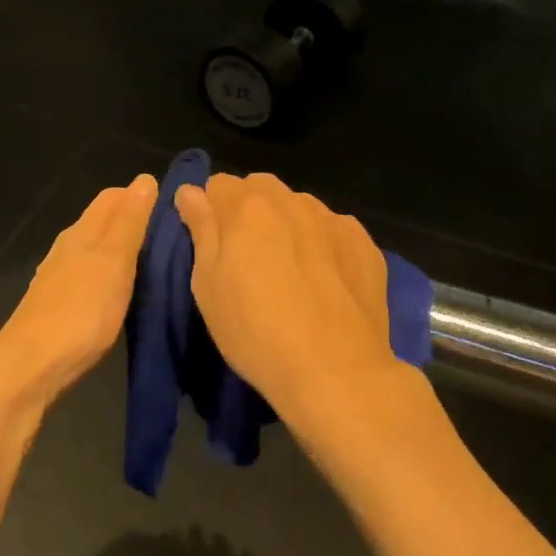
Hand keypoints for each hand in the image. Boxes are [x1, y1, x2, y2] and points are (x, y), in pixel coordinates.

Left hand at [0, 174, 157, 397]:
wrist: (34, 364)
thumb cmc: (82, 309)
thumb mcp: (114, 260)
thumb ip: (129, 221)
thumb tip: (144, 179)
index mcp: (82, 231)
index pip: (113, 197)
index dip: (141, 196)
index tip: (174, 209)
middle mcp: (68, 247)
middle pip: (103, 221)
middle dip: (133, 221)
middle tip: (173, 237)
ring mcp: (60, 276)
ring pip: (96, 249)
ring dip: (122, 249)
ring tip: (154, 262)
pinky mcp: (59, 304)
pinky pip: (90, 276)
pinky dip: (110, 275)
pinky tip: (122, 291)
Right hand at [176, 174, 440, 469]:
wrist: (335, 371)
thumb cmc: (255, 331)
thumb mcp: (207, 286)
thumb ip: (201, 229)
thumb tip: (190, 192)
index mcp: (248, 207)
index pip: (218, 184)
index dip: (211, 212)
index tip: (213, 244)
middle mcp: (293, 201)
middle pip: (261, 189)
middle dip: (249, 211)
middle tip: (248, 258)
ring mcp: (334, 220)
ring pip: (299, 207)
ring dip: (287, 224)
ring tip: (289, 270)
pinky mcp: (365, 244)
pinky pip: (333, 230)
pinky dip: (322, 243)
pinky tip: (324, 280)